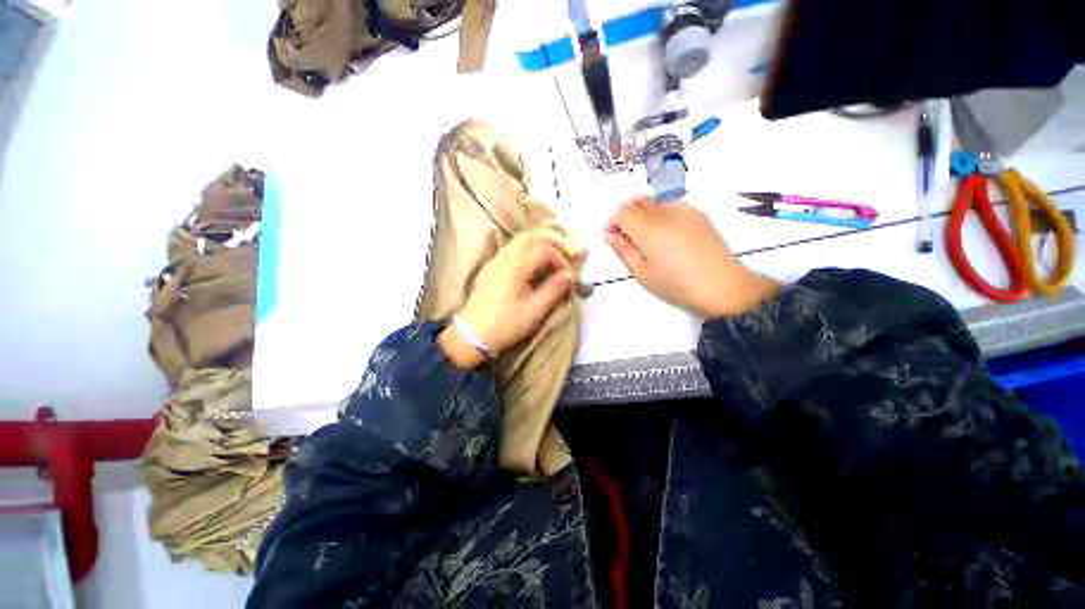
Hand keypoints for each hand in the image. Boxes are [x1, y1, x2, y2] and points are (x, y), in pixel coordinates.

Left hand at [439, 226, 578, 368]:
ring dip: (540, 241)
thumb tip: (570, 274)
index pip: (545, 249)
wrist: (473, 334)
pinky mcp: (491, 266)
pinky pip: (512, 247)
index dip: (561, 258)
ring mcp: (496, 259)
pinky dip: (528, 247)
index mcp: (517, 266)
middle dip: (553, 239)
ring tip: (554, 253)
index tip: (568, 274)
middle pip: (532, 235)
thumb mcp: (535, 311)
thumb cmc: (506, 324)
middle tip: (567, 250)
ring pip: (520, 239)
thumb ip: (554, 289)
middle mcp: (505, 256)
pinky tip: (534, 261)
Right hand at [604, 197, 779, 317]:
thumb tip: (608, 234)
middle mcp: (666, 212)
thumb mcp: (642, 273)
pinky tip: (666, 235)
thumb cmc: (676, 285)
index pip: (622, 211)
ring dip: (642, 213)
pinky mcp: (698, 213)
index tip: (610, 237)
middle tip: (626, 237)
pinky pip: (670, 204)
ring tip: (646, 237)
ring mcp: (685, 210)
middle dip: (625, 215)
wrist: (723, 287)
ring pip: (654, 200)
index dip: (611, 222)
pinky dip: (659, 213)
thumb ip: (623, 250)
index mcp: (649, 230)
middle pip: (637, 201)